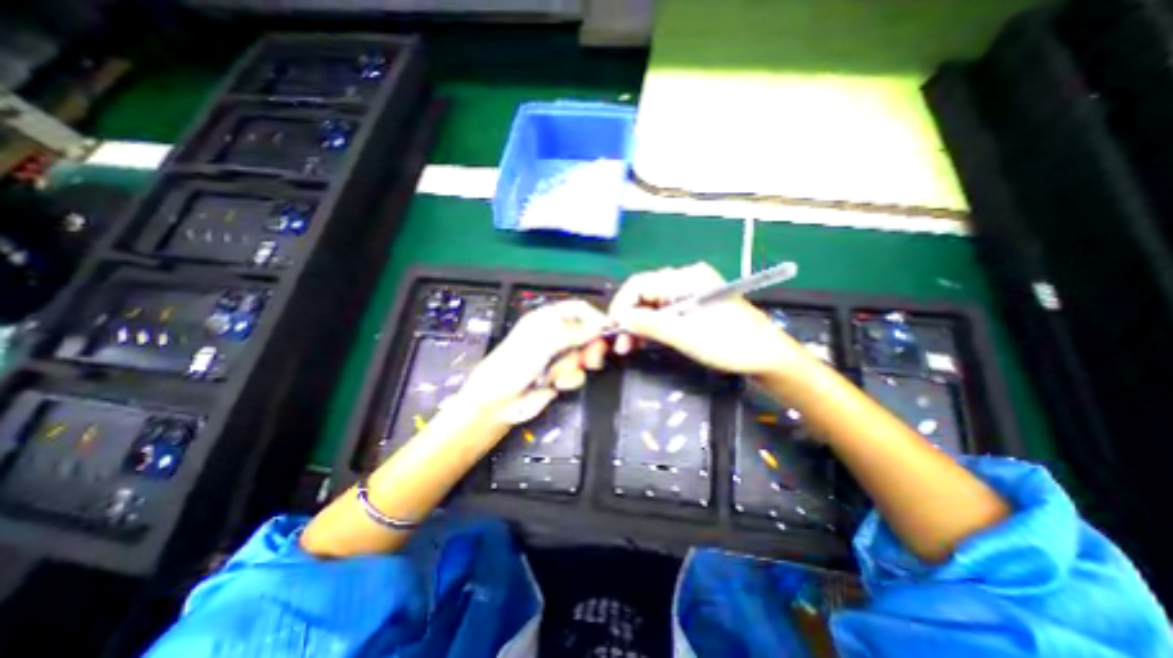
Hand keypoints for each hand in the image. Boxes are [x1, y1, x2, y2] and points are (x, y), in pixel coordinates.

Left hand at [453, 300, 608, 423]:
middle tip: (590, 356)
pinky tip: (557, 383)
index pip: (578, 310)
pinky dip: (569, 379)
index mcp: (546, 319)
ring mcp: (558, 356)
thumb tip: (600, 326)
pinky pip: (578, 374)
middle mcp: (555, 335)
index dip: (594, 317)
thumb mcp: (545, 343)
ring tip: (559, 372)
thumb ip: (575, 333)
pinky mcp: (562, 375)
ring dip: (574, 365)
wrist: (500, 402)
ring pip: (584, 355)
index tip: (608, 329)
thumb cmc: (513, 365)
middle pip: (586, 333)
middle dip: (589, 346)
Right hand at [603, 262, 806, 375]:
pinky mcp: (692, 306)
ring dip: (637, 324)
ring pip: (651, 304)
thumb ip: (650, 324)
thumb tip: (620, 318)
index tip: (612, 328)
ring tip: (629, 346)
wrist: (766, 356)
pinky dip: (651, 326)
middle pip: (644, 294)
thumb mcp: (685, 335)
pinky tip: (643, 339)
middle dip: (628, 318)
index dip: (621, 305)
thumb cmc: (731, 344)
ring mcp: (689, 292)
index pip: (640, 283)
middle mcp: (686, 280)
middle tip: (620, 343)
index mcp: (686, 278)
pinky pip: (663, 312)